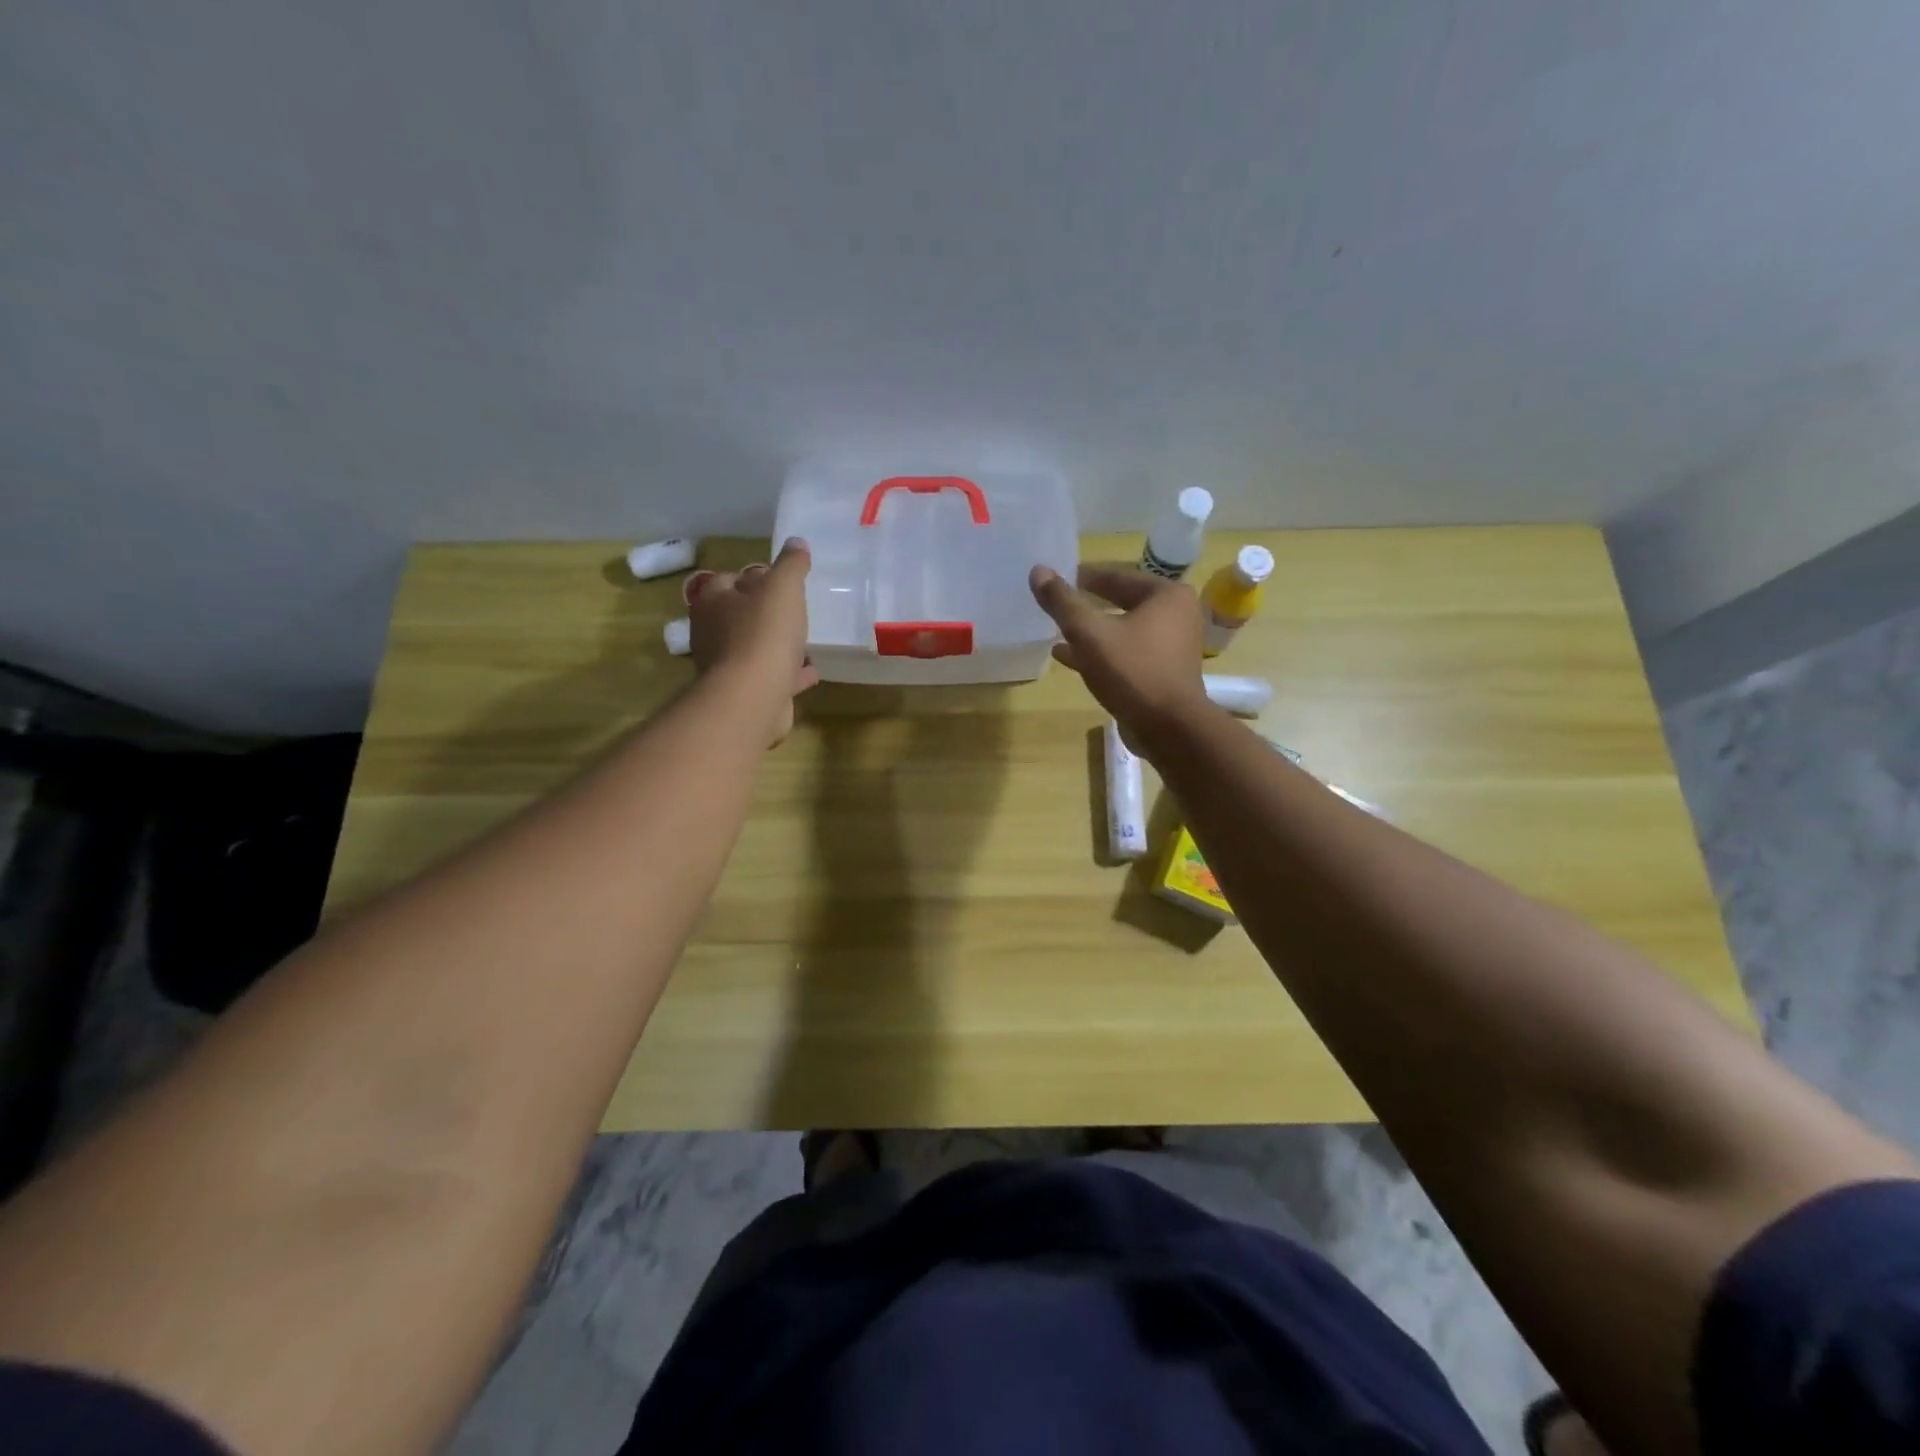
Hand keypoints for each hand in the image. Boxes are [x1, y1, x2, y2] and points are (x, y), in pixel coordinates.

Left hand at [686, 538, 819, 744]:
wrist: (754, 696)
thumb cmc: (764, 633)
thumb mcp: (783, 588)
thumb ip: (791, 565)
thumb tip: (797, 542)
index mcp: (713, 601)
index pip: (729, 579)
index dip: (755, 577)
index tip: (781, 580)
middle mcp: (713, 632)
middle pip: (740, 615)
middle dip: (765, 613)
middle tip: (794, 609)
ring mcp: (727, 666)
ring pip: (755, 648)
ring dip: (777, 645)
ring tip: (805, 640)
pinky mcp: (745, 693)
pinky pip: (771, 677)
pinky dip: (788, 673)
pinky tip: (810, 670)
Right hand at [1029, 562, 1210, 747]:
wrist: (1168, 728)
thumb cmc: (1132, 671)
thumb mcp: (1089, 633)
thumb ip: (1063, 602)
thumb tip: (1037, 570)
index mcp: (1167, 595)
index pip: (1118, 576)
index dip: (1085, 577)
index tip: (1058, 577)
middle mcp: (1177, 615)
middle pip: (1122, 602)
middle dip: (1088, 605)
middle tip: (1057, 602)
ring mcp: (1172, 646)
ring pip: (1123, 630)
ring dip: (1091, 631)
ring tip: (1056, 630)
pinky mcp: (1162, 672)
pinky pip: (1127, 653)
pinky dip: (1101, 653)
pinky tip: (1067, 657)